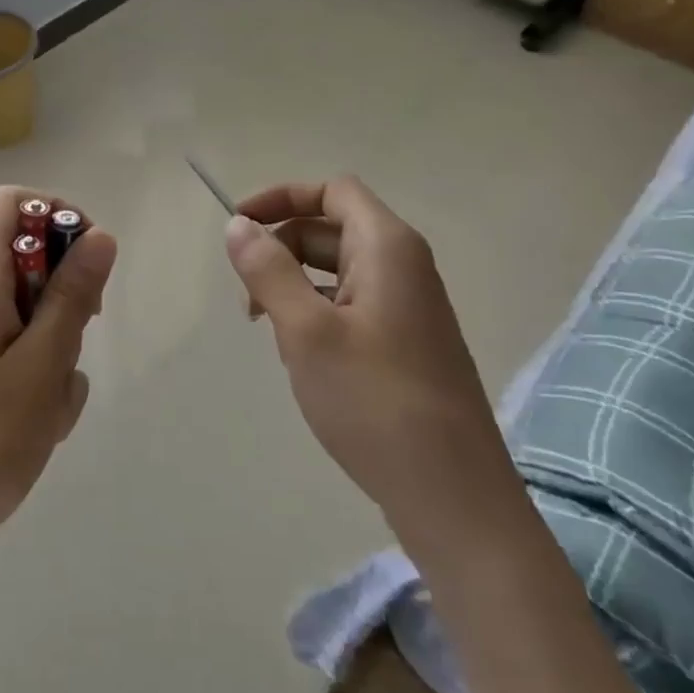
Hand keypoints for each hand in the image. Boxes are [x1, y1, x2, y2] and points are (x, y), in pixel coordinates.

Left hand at [0, 186, 116, 588]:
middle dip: (67, 295)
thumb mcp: (43, 363)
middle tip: (75, 338)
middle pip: (33, 257)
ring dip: (60, 348)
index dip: (57, 214)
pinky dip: (44, 380)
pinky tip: (40, 425)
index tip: (88, 261)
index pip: (15, 201)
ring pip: (38, 312)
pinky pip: (27, 353)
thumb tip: (100, 234)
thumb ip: (72, 295)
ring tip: (51, 400)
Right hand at [223, 177, 510, 529]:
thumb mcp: (306, 330)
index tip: (239, 225)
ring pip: (338, 271)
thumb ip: (268, 269)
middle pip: (331, 228)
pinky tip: (301, 357)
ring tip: (269, 331)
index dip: (282, 197)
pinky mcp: (406, 344)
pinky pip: (351, 305)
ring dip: (295, 285)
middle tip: (247, 293)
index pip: (332, 191)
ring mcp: (409, 308)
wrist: (455, 501)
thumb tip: (238, 224)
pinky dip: (316, 314)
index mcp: (388, 247)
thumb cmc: (375, 402)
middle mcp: (404, 267)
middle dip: (282, 247)